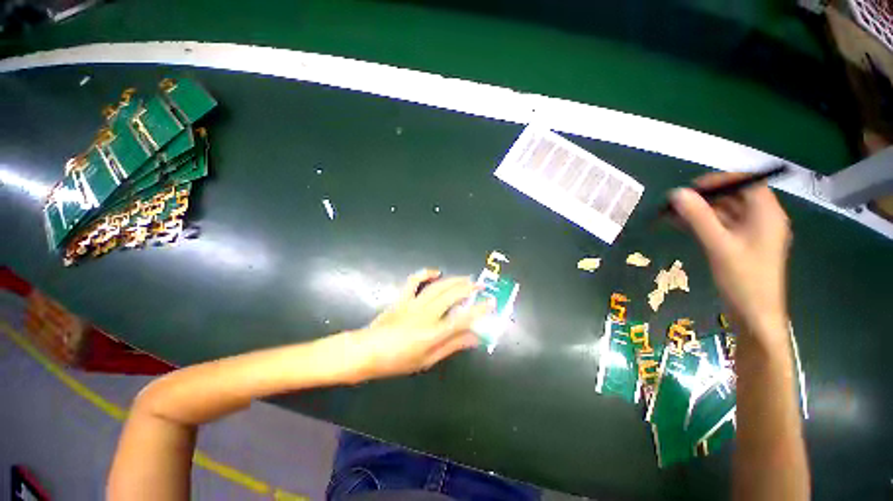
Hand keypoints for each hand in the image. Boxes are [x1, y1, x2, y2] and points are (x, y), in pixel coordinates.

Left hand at [327, 270, 492, 382]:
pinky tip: (436, 272)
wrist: (367, 351)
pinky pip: (414, 281)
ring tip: (466, 278)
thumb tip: (474, 338)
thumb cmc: (397, 361)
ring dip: (454, 280)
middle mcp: (426, 315)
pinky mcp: (403, 298)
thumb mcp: (427, 360)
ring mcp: (413, 304)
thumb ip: (452, 346)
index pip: (463, 318)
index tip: (491, 302)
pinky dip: (425, 273)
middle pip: (452, 296)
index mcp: (433, 333)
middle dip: (468, 288)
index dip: (479, 309)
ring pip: (438, 287)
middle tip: (480, 285)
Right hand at [670, 173, 790, 346]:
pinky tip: (680, 224)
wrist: (754, 314)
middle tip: (676, 202)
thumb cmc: (743, 279)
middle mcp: (762, 219)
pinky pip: (721, 226)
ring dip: (700, 211)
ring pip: (725, 212)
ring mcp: (752, 233)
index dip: (721, 179)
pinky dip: (702, 223)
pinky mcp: (741, 245)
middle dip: (705, 197)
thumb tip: (677, 193)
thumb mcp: (719, 245)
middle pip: (734, 197)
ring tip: (672, 213)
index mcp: (767, 214)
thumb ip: (698, 217)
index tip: (692, 185)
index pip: (747, 183)